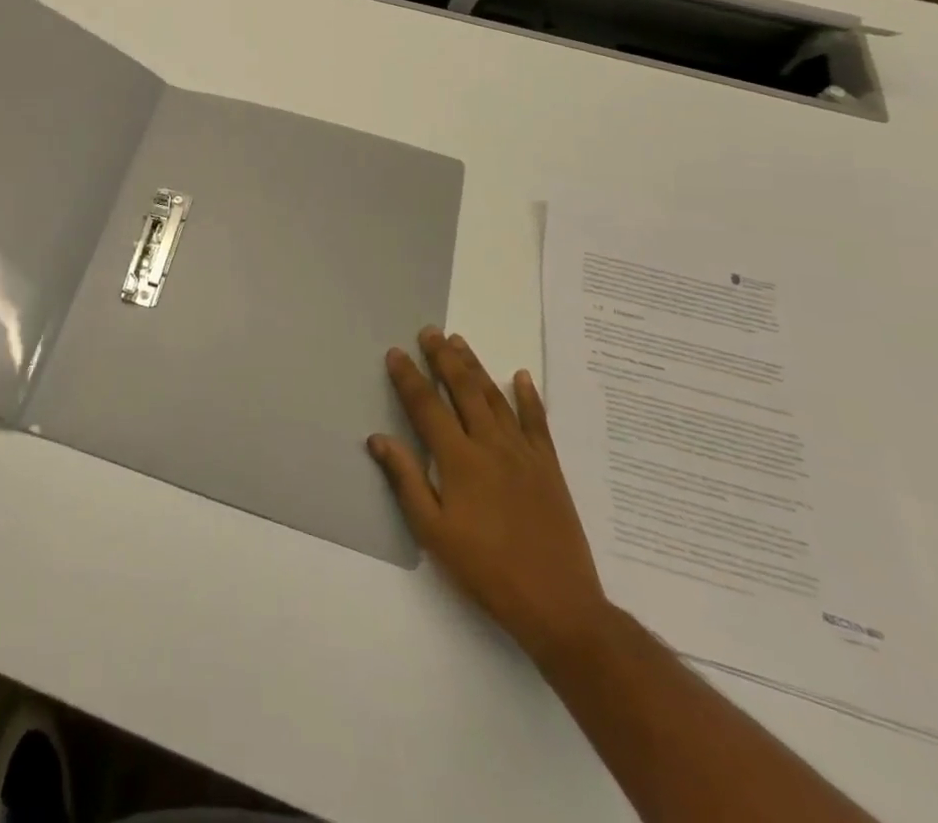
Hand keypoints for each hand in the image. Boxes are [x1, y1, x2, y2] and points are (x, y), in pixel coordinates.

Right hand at [369, 327, 609, 662]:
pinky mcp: (549, 467)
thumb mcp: (434, 533)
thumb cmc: (486, 570)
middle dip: (444, 358)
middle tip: (430, 332)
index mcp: (459, 460)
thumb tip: (379, 438)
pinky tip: (521, 376)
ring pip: (495, 398)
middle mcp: (491, 446)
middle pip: (463, 390)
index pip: (427, 407)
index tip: (396, 353)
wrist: (559, 605)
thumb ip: (407, 480)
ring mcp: (524, 454)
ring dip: (476, 367)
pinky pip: (537, 422)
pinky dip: (528, 396)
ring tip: (460, 342)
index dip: (409, 378)